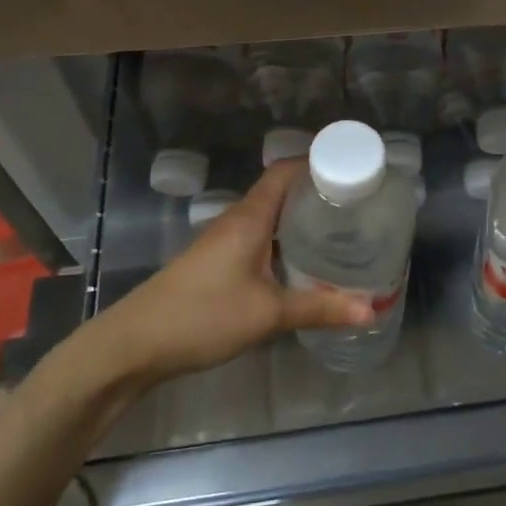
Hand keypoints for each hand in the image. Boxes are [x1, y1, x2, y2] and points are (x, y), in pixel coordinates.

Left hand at [97, 160, 372, 381]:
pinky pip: (260, 237)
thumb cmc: (203, 316)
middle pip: (282, 191)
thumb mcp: (267, 315)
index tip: (354, 169)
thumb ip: (319, 309)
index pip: (286, 171)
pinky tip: (303, 262)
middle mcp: (238, 220)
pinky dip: (285, 240)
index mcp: (250, 217)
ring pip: (271, 217)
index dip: (318, 162)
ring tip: (340, 230)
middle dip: (318, 193)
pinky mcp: (218, 261)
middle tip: (358, 205)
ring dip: (301, 219)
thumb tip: (371, 311)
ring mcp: (225, 240)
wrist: (135, 344)